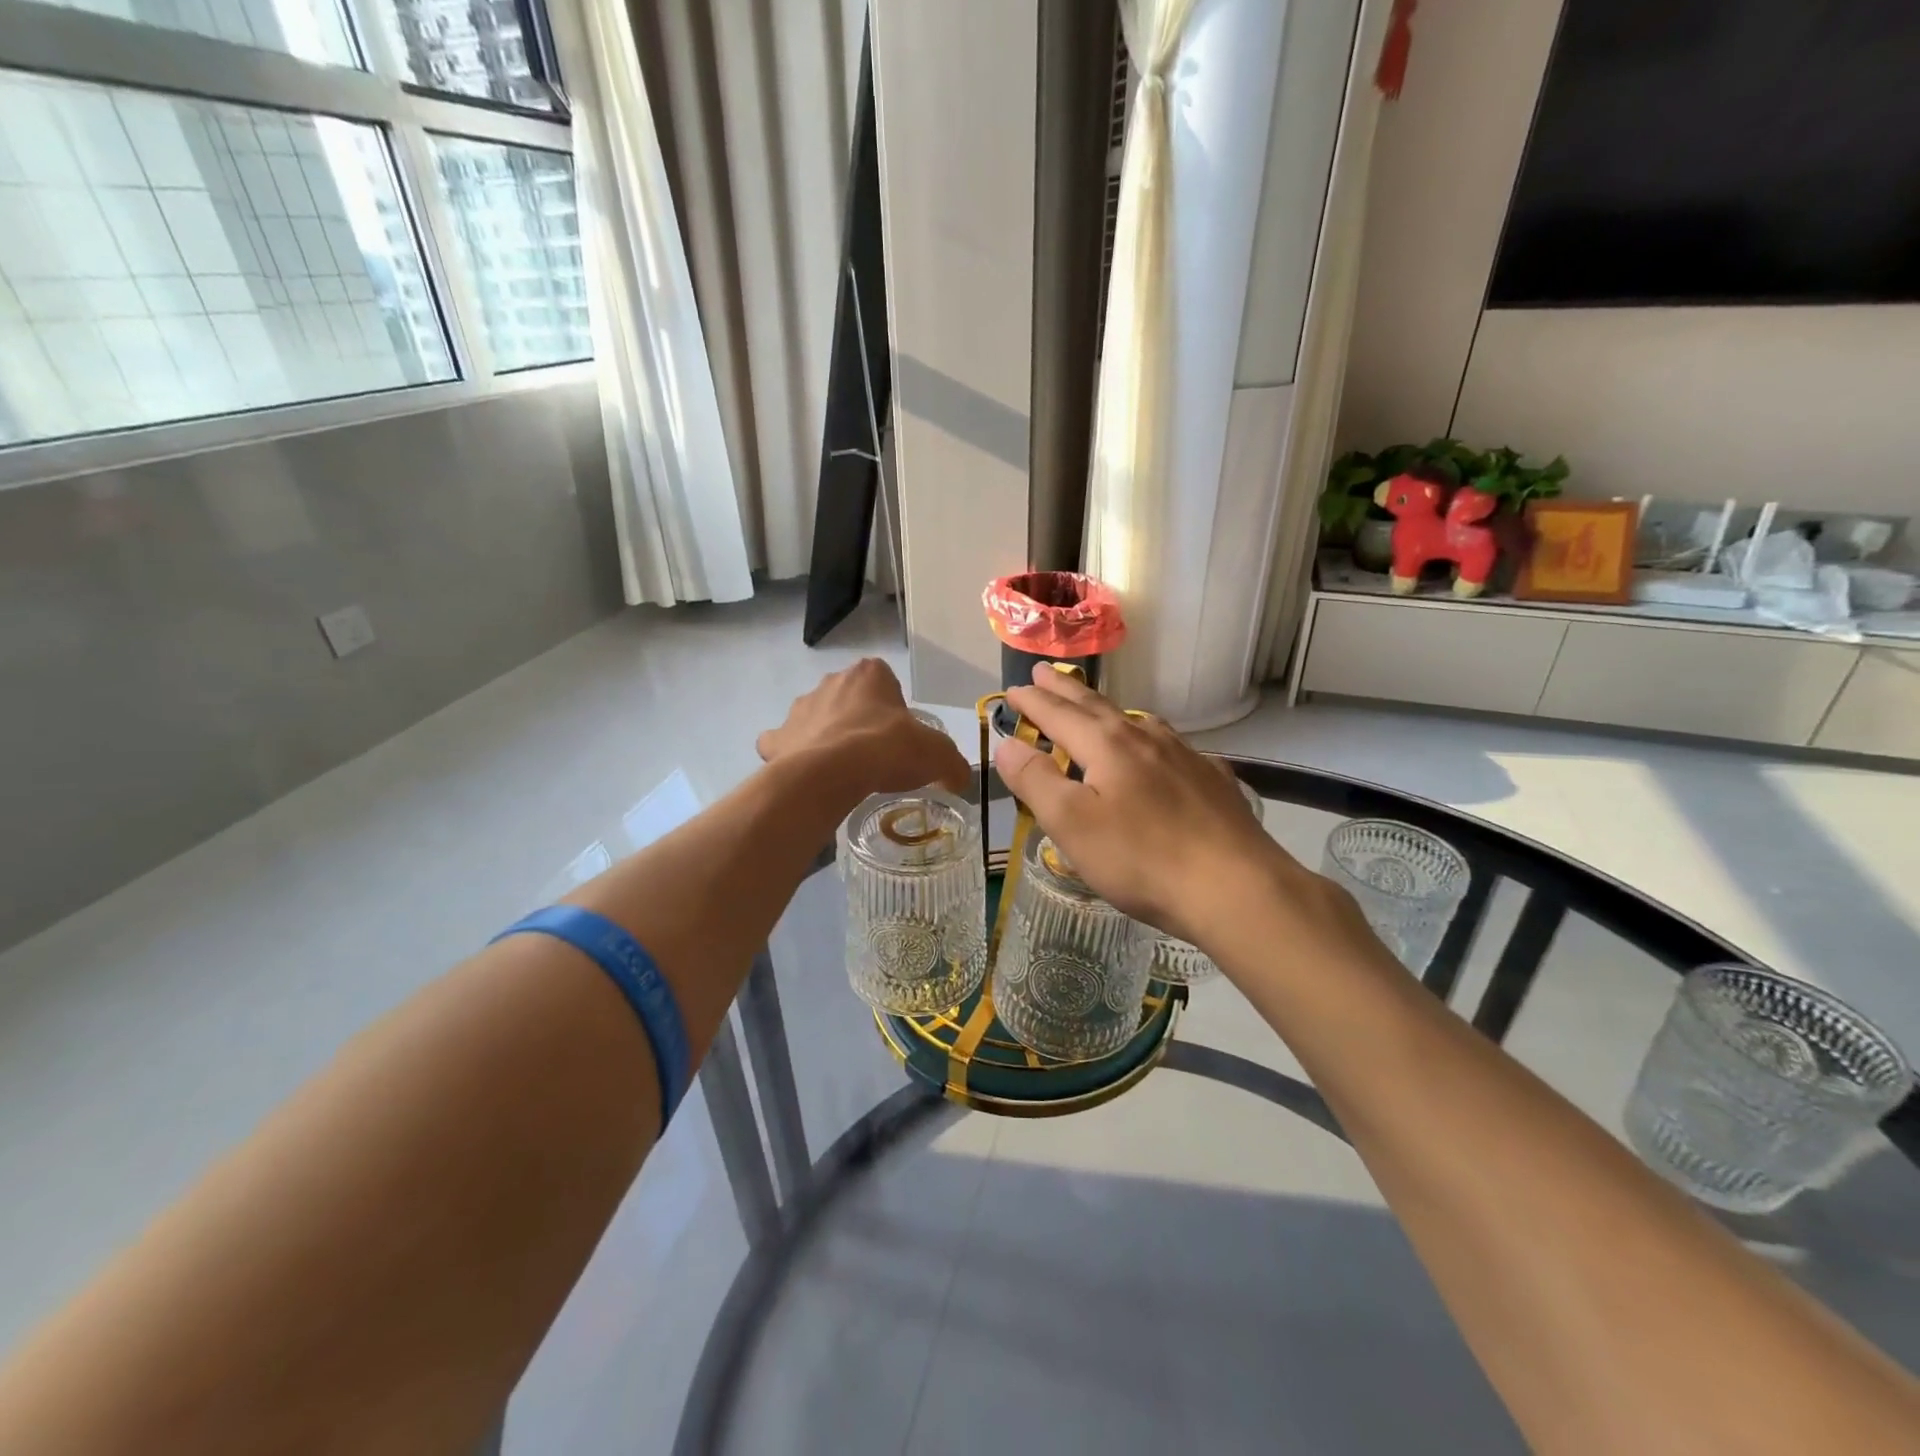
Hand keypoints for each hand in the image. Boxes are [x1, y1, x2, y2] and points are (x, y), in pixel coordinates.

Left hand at [758, 659, 971, 801]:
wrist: (832, 774)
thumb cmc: (888, 750)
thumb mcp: (937, 755)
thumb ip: (953, 764)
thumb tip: (959, 778)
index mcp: (870, 674)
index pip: (885, 681)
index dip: (894, 708)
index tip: (900, 737)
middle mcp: (831, 682)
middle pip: (849, 698)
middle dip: (859, 720)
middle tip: (876, 756)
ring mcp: (799, 708)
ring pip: (816, 718)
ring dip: (827, 736)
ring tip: (844, 771)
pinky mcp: (776, 738)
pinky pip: (783, 743)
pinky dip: (792, 755)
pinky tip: (808, 775)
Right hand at [992, 666, 1321, 949]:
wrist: (1236, 888)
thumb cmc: (1141, 859)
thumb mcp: (1072, 824)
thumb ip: (1036, 780)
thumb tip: (1007, 743)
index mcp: (1107, 744)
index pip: (1059, 714)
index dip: (1032, 702)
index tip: (1012, 689)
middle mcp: (1146, 738)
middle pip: (1097, 707)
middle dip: (1066, 691)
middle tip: (1045, 672)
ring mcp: (1186, 757)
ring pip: (1138, 722)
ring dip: (1109, 711)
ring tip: (1097, 709)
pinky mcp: (1213, 781)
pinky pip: (1172, 748)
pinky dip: (1151, 741)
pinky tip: (1160, 754)